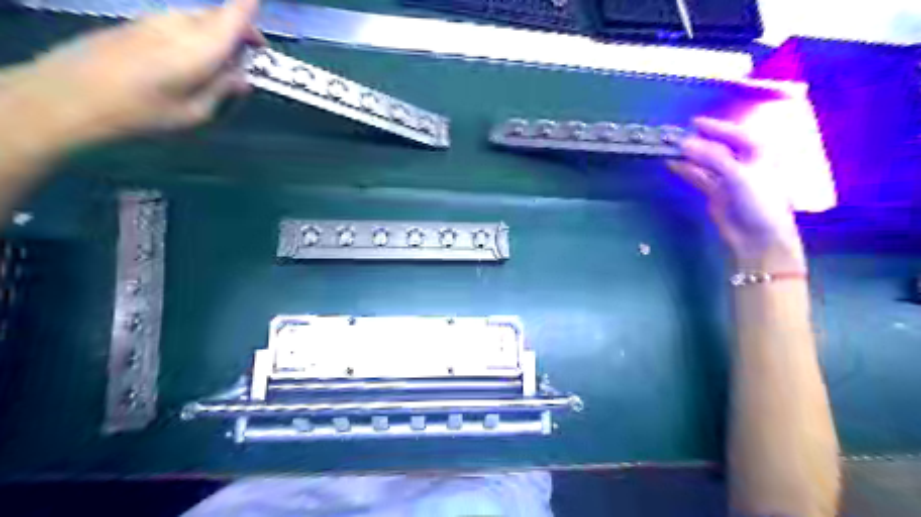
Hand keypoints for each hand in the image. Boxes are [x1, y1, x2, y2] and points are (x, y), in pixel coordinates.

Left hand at [8, 0, 262, 144]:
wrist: (72, 95)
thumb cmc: (145, 111)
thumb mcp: (196, 112)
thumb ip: (223, 90)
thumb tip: (242, 76)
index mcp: (202, 46)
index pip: (234, 14)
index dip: (250, 10)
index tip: (261, 26)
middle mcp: (180, 24)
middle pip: (218, 16)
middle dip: (238, 33)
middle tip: (245, 61)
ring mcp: (154, 20)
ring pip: (197, 19)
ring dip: (214, 37)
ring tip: (217, 67)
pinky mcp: (136, 24)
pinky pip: (177, 24)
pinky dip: (193, 38)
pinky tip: (187, 64)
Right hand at [670, 116, 807, 269]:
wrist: (759, 237)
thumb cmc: (759, 201)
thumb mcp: (738, 174)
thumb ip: (710, 156)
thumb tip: (683, 143)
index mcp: (759, 151)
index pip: (734, 133)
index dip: (715, 126)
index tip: (692, 122)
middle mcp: (743, 162)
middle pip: (717, 147)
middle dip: (697, 141)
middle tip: (674, 136)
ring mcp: (728, 178)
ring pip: (705, 162)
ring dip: (688, 156)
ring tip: (668, 149)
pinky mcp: (715, 193)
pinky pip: (698, 177)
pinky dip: (686, 170)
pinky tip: (673, 164)